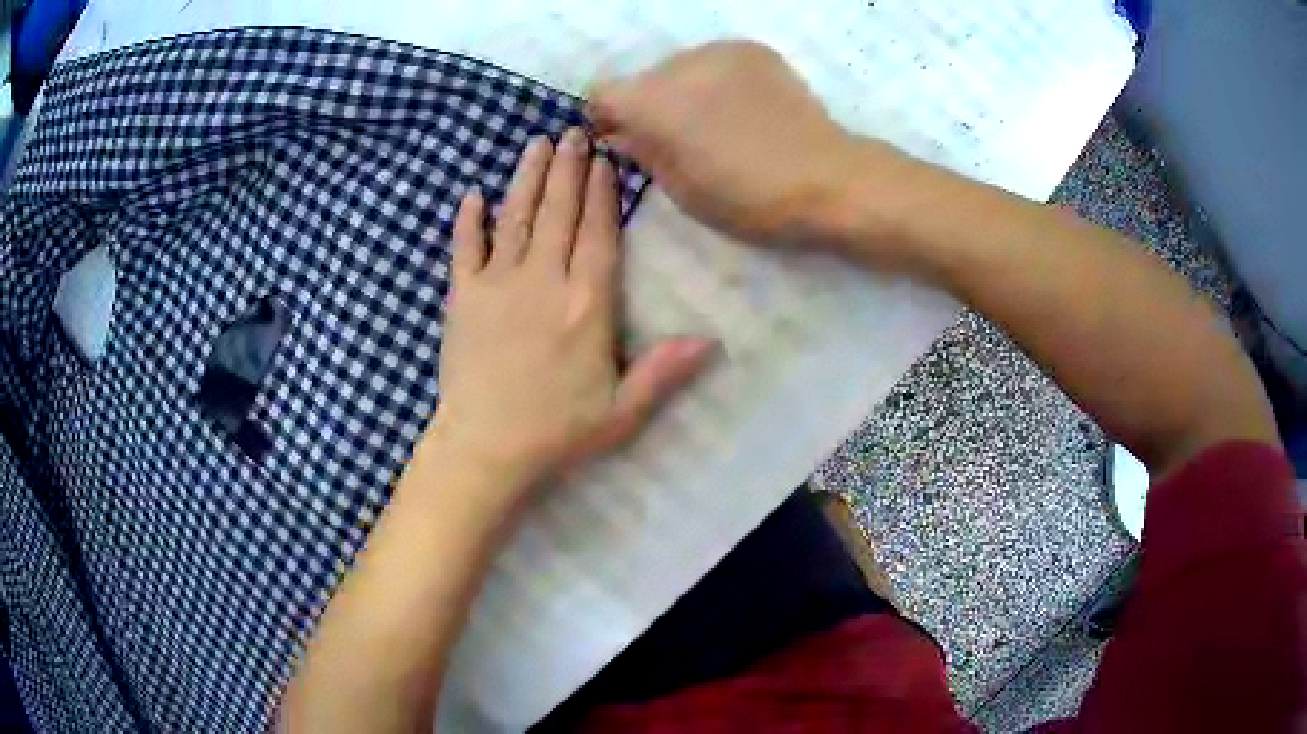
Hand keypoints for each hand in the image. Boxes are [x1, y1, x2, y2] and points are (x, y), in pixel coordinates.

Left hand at [426, 129, 713, 499]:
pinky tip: (473, 194)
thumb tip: (713, 341)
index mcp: (587, 303)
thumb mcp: (623, 411)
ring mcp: (498, 284)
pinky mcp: (462, 297)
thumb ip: (665, 371)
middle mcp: (544, 280)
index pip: (598, 233)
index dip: (603, 192)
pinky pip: (464, 248)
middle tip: (574, 132)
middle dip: (568, 169)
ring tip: (537, 144)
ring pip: (516, 217)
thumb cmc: (557, 431)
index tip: (605, 159)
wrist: (485, 448)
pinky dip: (468, 220)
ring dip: (527, 178)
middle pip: (559, 212)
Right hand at [588, 41, 888, 248]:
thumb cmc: (747, 198)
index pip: (601, 95)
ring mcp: (718, 50)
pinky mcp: (752, 50)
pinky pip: (715, 61)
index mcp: (651, 103)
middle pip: (643, 80)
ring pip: (680, 68)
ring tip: (718, 123)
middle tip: (679, 138)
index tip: (625, 139)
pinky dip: (717, 81)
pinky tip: (743, 107)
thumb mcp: (680, 188)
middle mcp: (677, 64)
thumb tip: (620, 132)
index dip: (607, 118)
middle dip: (649, 105)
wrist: (825, 178)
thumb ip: (641, 151)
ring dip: (684, 90)